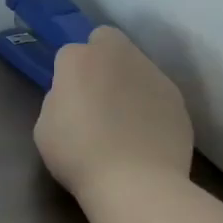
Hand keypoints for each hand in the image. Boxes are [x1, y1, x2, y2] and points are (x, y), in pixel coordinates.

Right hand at [34, 26, 194, 199]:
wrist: (135, 182)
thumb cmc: (78, 154)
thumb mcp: (45, 126)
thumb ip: (59, 99)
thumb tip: (75, 96)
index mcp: (79, 59)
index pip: (69, 52)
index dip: (67, 74)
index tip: (68, 99)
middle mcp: (118, 55)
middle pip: (107, 40)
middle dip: (101, 57)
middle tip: (96, 94)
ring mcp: (153, 73)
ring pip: (136, 64)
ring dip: (127, 80)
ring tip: (125, 120)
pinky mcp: (177, 97)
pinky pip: (157, 92)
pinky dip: (150, 105)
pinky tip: (145, 134)